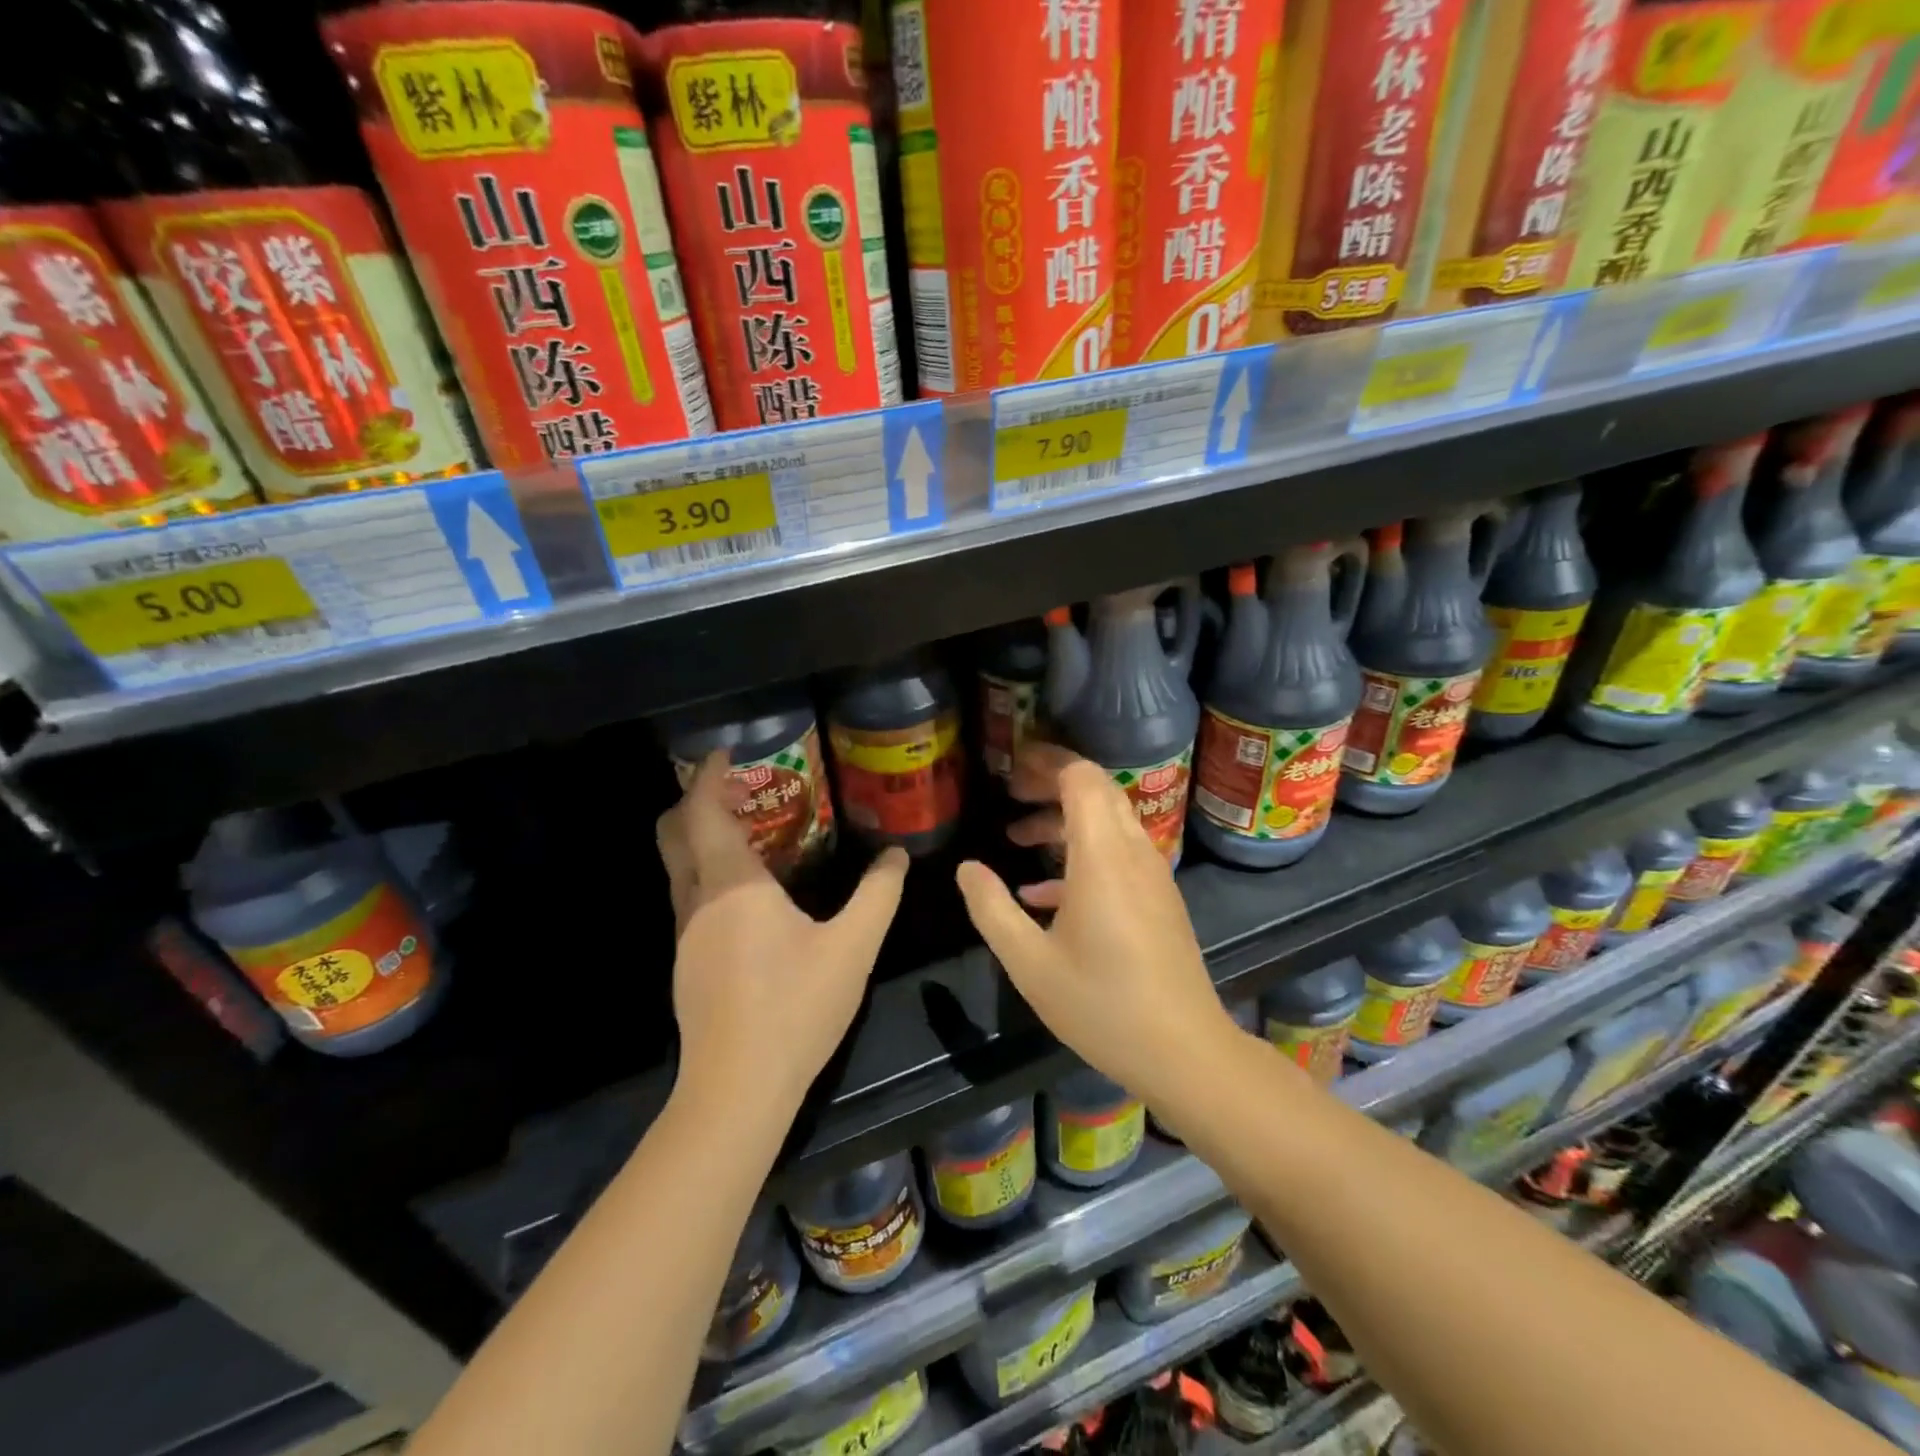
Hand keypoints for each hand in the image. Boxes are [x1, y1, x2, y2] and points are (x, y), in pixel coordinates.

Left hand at [658, 751, 907, 1107]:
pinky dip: (709, 873)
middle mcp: (697, 901)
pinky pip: (690, 897)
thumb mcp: (853, 947)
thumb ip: (878, 894)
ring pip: (680, 868)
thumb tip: (896, 856)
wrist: (738, 1088)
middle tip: (737, 788)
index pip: (703, 812)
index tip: (726, 754)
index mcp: (732, 885)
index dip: (709, 777)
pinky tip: (750, 894)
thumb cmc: (796, 1007)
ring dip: (702, 838)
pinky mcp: (687, 964)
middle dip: (695, 801)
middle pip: (674, 834)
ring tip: (751, 833)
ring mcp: (685, 935)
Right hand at [954, 742, 1239, 1104]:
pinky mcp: (1158, 898)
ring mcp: (1151, 874)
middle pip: (1097, 790)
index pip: (1082, 778)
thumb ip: (992, 909)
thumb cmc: (1101, 1005)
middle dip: (1052, 781)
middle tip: (1011, 791)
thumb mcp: (1030, 963)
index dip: (1048, 760)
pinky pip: (1119, 854)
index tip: (1012, 764)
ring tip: (1018, 835)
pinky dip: (1082, 853)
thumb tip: (967, 867)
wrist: (1183, 1051)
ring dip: (1064, 819)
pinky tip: (1043, 891)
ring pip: (1108, 821)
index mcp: (1101, 857)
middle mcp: (1132, 852)